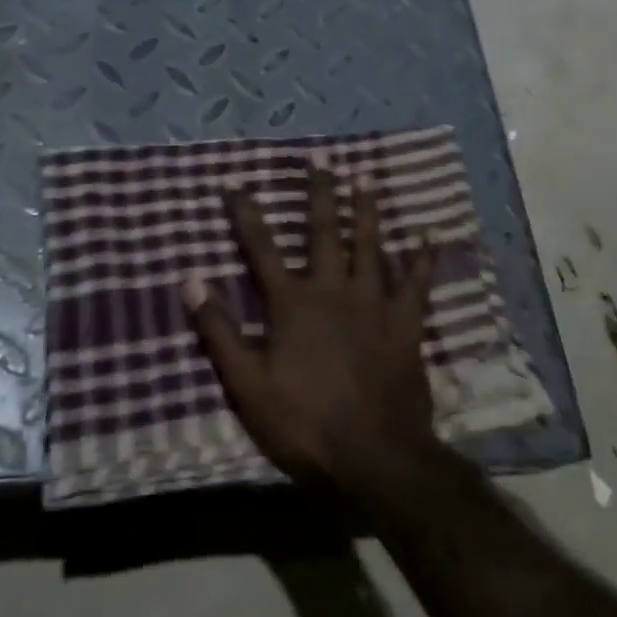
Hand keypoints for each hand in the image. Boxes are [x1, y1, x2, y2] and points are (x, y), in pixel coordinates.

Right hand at [182, 156, 439, 498]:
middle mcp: (332, 290)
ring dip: (366, 211)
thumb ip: (219, 330)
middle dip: (319, 194)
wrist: (373, 457)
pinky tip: (427, 236)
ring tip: (365, 179)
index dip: (246, 214)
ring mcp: (373, 304)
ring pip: (370, 246)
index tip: (235, 181)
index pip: (261, 248)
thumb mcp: (247, 383)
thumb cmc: (303, 422)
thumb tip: (189, 280)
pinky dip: (421, 259)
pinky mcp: (404, 324)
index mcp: (292, 304)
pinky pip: (415, 283)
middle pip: (323, 233)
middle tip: (321, 159)